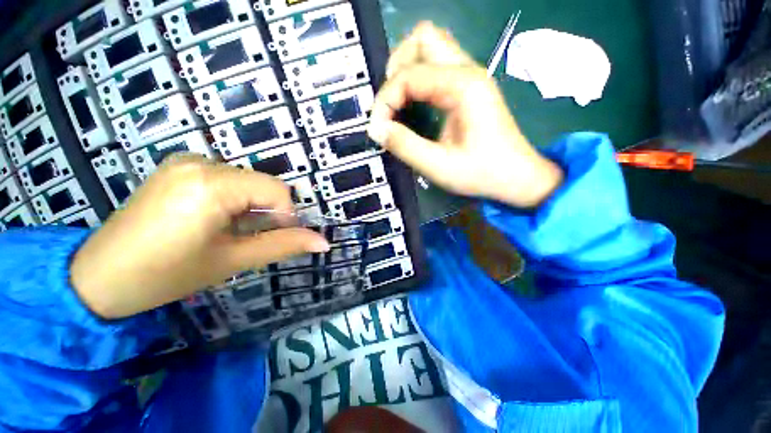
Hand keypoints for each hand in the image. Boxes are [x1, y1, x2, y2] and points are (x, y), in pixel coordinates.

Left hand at [70, 155, 329, 318]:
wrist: (99, 277)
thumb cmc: (165, 275)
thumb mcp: (232, 261)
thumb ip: (283, 246)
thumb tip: (325, 243)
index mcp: (210, 184)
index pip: (276, 190)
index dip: (286, 216)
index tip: (275, 238)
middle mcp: (199, 161)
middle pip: (261, 185)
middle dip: (266, 212)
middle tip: (248, 239)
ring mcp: (186, 160)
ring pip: (246, 182)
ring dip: (250, 208)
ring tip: (228, 232)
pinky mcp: (179, 167)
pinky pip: (226, 179)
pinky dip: (234, 199)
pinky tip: (214, 219)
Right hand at [367, 22, 562, 207]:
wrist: (516, 177)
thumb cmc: (482, 173)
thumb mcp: (439, 166)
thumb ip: (405, 146)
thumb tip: (376, 129)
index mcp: (462, 87)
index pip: (410, 75)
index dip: (385, 100)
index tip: (377, 128)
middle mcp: (467, 71)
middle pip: (424, 39)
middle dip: (397, 67)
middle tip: (389, 104)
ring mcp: (470, 77)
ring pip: (431, 47)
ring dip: (407, 69)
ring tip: (397, 102)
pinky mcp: (468, 88)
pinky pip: (437, 67)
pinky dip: (418, 79)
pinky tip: (413, 103)